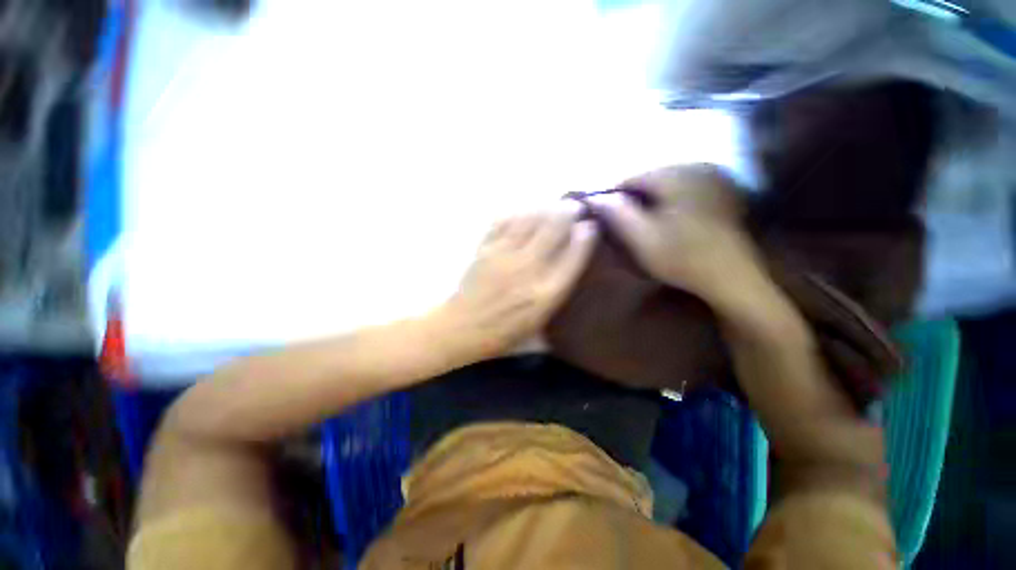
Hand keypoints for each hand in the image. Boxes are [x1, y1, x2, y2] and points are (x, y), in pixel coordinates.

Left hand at [441, 205, 597, 358]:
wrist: (463, 328)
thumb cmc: (504, 331)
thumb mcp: (539, 321)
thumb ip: (555, 292)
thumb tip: (568, 261)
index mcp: (546, 292)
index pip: (573, 256)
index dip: (585, 237)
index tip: (590, 225)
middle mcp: (528, 269)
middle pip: (553, 230)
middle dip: (567, 213)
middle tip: (574, 206)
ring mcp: (504, 255)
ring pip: (529, 220)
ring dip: (544, 208)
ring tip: (553, 204)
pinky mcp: (485, 248)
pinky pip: (503, 222)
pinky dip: (516, 213)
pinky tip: (523, 211)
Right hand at [591, 165, 761, 303]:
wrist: (731, 276)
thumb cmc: (681, 257)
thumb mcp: (641, 238)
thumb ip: (617, 214)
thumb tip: (595, 198)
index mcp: (675, 176)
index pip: (631, 178)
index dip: (613, 196)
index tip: (603, 215)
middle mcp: (695, 167)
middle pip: (649, 178)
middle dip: (632, 198)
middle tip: (622, 222)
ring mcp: (712, 177)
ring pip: (666, 183)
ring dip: (649, 200)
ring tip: (642, 222)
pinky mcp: (721, 190)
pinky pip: (683, 189)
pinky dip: (668, 201)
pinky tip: (666, 220)